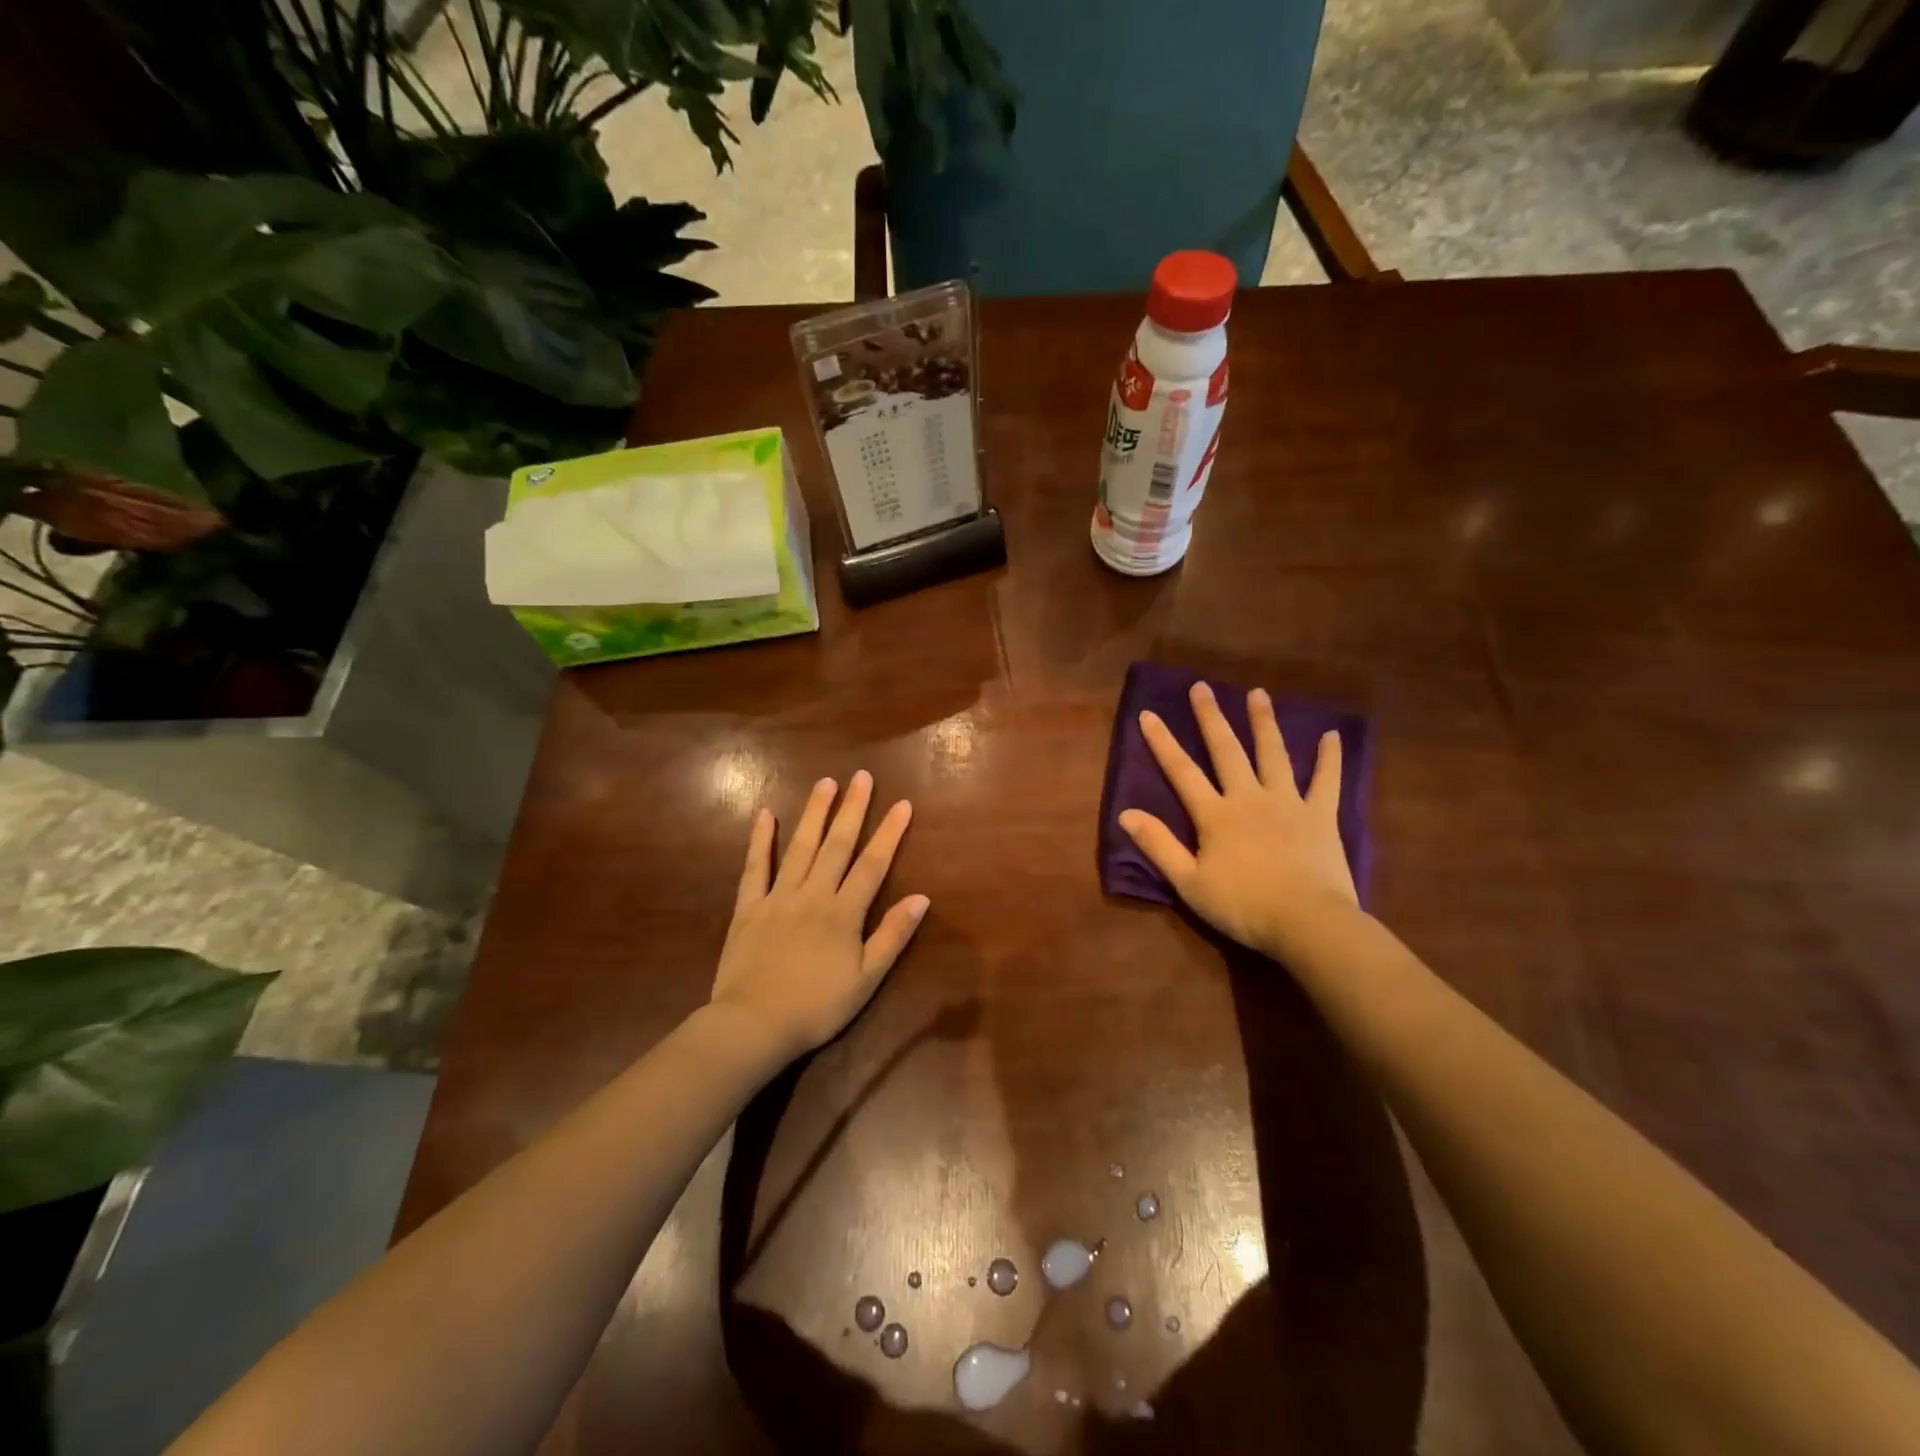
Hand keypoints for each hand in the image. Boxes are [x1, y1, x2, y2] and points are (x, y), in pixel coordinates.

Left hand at [710, 771, 928, 1059]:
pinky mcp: (748, 907)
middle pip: (837, 845)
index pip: (873, 864)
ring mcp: (778, 897)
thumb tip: (921, 898)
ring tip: (826, 783)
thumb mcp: (865, 980)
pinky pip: (754, 868)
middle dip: (853, 809)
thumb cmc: (816, 1007)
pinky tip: (764, 814)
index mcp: (843, 913)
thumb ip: (892, 936)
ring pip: (800, 847)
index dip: (890, 833)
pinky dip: (760, 840)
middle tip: (862, 776)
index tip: (902, 804)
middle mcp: (813, 895)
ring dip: (814, 813)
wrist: (753, 1025)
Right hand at [1119, 681, 1356, 956]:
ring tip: (1257, 693)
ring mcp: (1288, 803)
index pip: (1182, 772)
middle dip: (1211, 718)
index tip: (1149, 714)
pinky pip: (1326, 781)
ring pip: (1273, 755)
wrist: (1307, 922)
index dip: (1163, 743)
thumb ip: (1159, 845)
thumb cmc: (1243, 906)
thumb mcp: (1188, 883)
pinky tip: (1331, 735)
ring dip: (1263, 723)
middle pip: (1226, 751)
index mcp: (1215, 815)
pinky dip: (1330, 758)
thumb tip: (1125, 814)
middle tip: (1202, 687)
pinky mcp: (1321, 816)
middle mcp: (1249, 798)